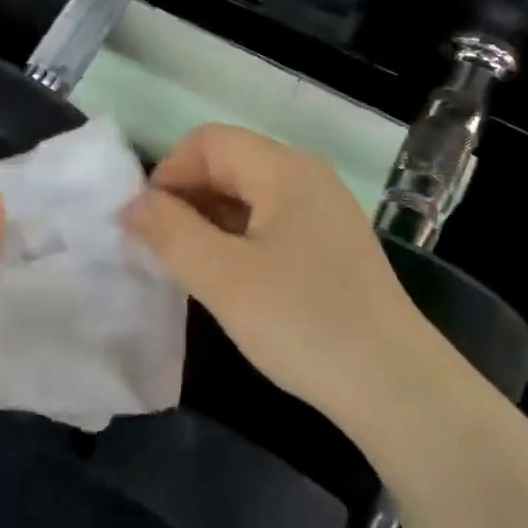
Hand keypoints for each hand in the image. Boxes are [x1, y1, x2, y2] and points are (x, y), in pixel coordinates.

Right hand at [124, 125, 430, 424]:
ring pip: (248, 195)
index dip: (168, 173)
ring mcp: (324, 212)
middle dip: (186, 197)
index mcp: (284, 170)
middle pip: (229, 163)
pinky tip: (227, 279)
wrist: (395, 385)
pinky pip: (270, 222)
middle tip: (159, 248)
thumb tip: (132, 204)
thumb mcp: (223, 277)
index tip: (145, 223)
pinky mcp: (330, 246)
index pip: (208, 141)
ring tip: (186, 266)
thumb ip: (170, 232)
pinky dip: (237, 238)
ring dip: (209, 220)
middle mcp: (307, 177)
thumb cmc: (303, 321)